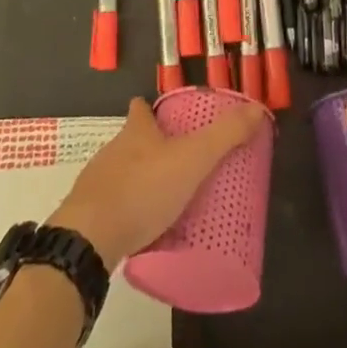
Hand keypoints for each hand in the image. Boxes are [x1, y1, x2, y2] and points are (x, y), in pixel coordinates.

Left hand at [49, 96, 265, 269]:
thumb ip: (225, 137)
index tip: (167, 117)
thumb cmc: (142, 189)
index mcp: (136, 131)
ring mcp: (97, 182)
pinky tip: (144, 229)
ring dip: (141, 181)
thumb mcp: (192, 160)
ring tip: (167, 199)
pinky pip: (113, 206)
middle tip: (180, 163)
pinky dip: (128, 212)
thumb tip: (257, 110)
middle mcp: (113, 150)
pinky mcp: (89, 215)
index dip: (152, 109)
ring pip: (122, 173)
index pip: (141, 109)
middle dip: (152, 148)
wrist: (88, 238)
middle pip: (132, 141)